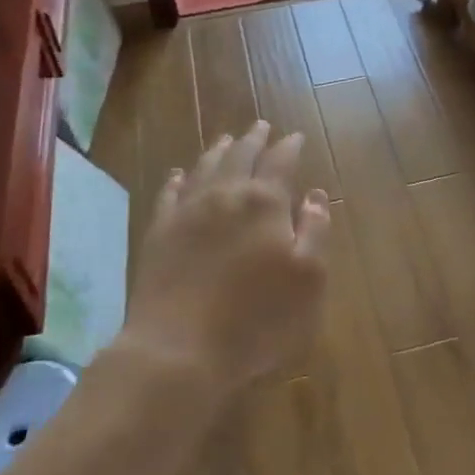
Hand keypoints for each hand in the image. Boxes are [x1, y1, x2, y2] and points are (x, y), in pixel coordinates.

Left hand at [122, 121, 330, 403]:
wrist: (178, 349)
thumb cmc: (256, 318)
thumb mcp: (307, 279)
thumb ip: (315, 231)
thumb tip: (315, 195)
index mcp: (265, 203)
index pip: (280, 161)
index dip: (289, 147)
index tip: (296, 136)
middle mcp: (225, 196)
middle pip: (240, 156)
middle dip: (254, 139)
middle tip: (261, 126)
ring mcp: (186, 212)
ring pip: (204, 167)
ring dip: (219, 150)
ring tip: (226, 139)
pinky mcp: (158, 233)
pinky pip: (169, 194)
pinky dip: (178, 179)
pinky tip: (179, 174)